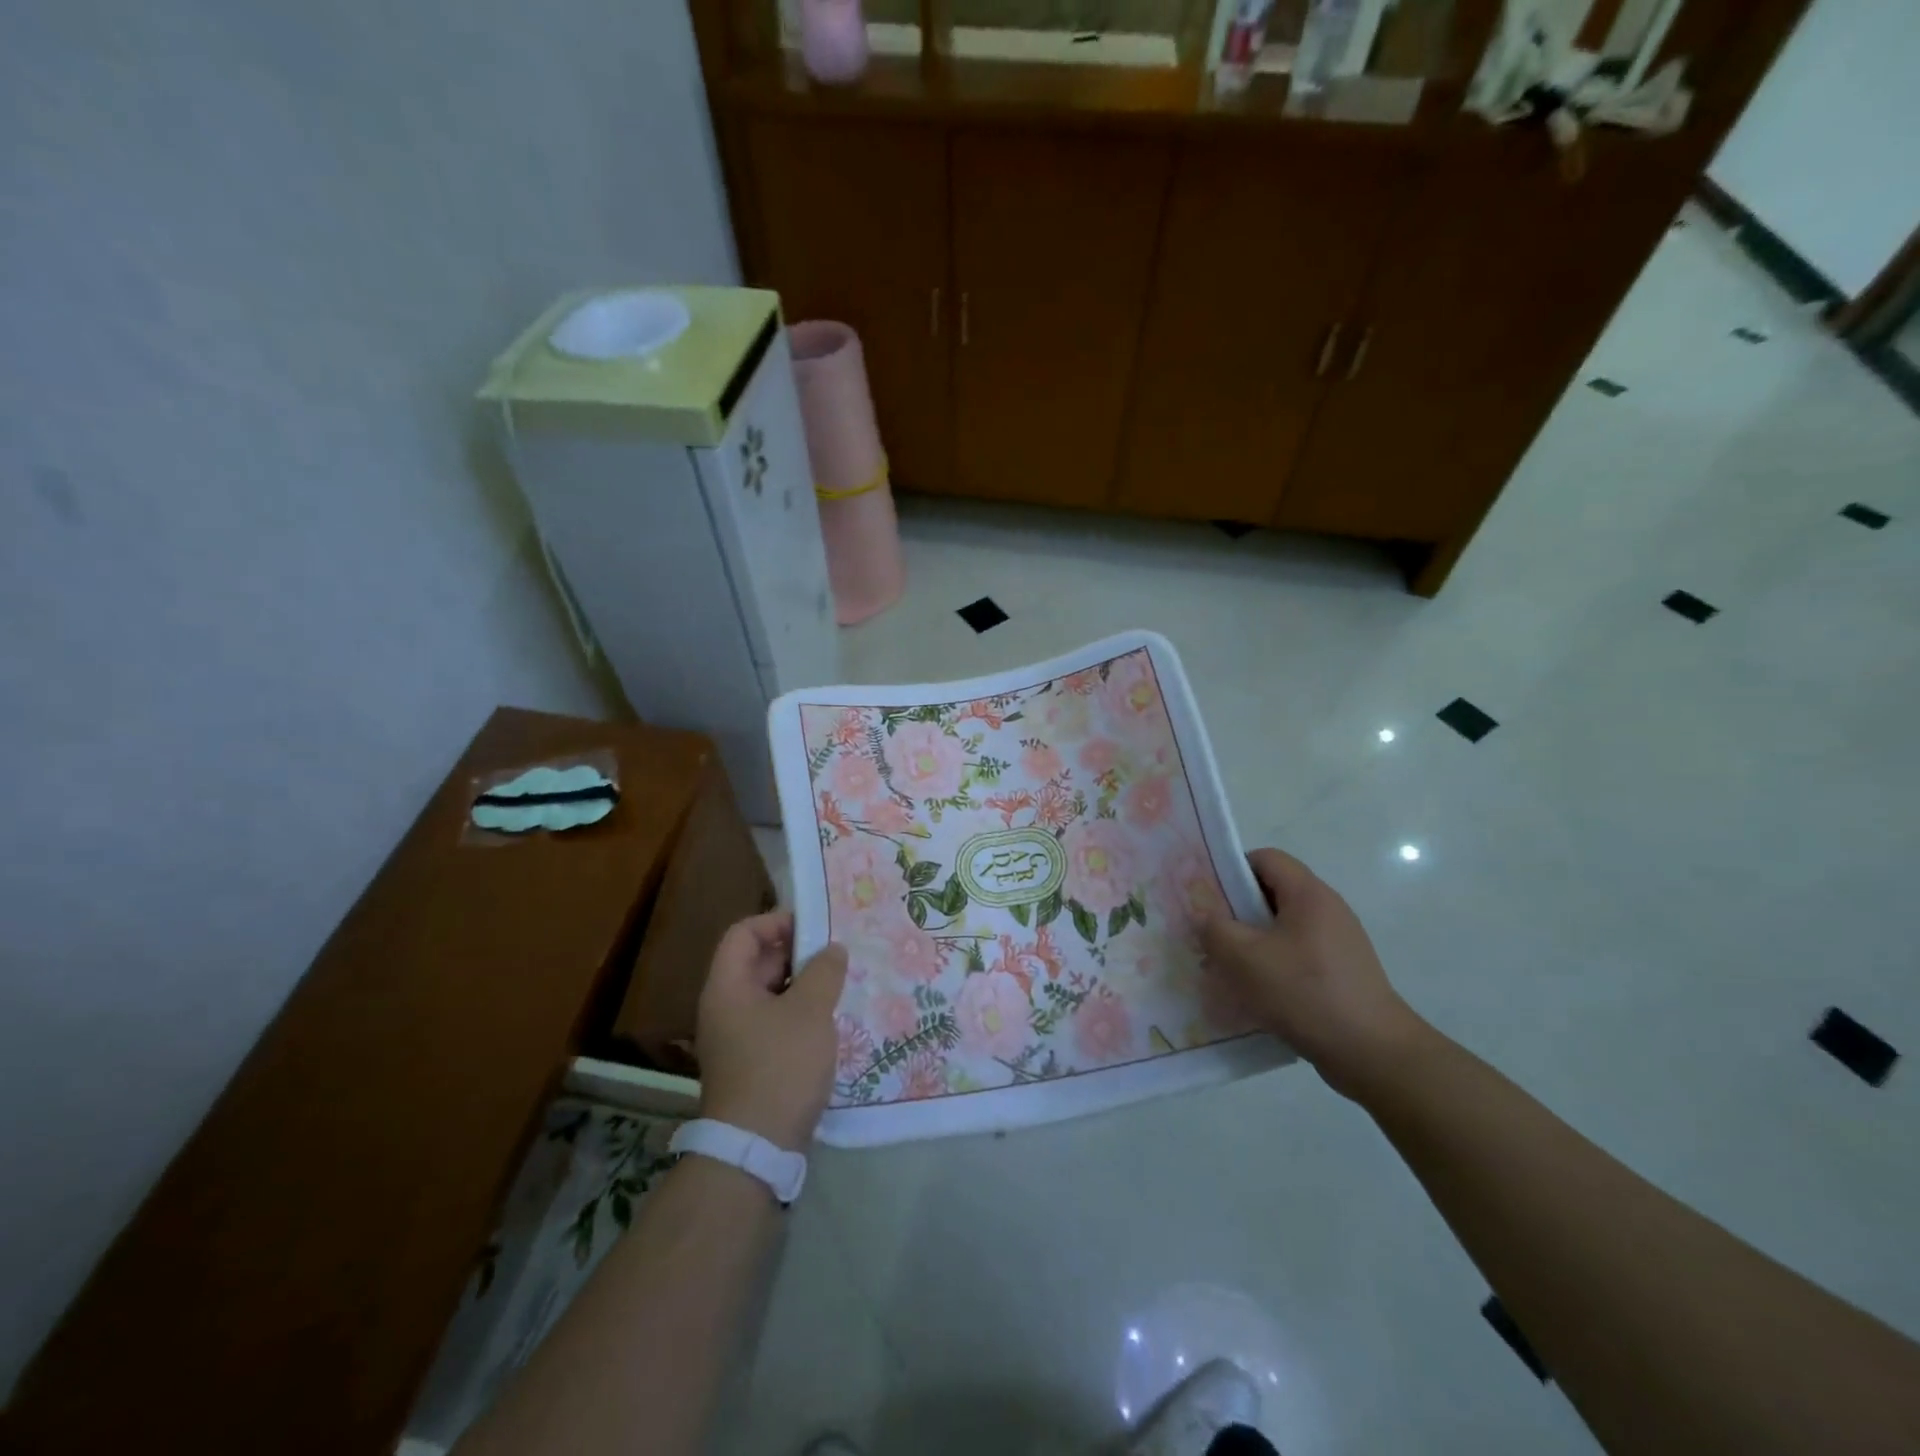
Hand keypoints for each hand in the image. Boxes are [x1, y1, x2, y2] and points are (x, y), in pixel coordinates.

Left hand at [695, 910, 849, 1151]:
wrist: (756, 1148)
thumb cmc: (780, 1066)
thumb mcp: (809, 1011)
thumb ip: (824, 972)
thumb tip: (833, 949)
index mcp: (727, 987)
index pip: (743, 934)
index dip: (776, 921)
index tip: (815, 927)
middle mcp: (725, 1007)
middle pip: (757, 962)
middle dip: (798, 953)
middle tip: (837, 953)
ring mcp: (737, 1037)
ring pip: (770, 994)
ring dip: (803, 985)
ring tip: (841, 982)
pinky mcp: (752, 1062)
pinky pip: (775, 1022)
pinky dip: (800, 1013)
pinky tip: (831, 1019)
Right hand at [1199, 848, 1429, 1099]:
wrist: (1373, 1052)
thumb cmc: (1305, 992)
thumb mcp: (1246, 958)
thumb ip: (1214, 929)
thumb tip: (1202, 914)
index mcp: (1308, 894)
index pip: (1265, 858)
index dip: (1232, 869)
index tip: (1208, 897)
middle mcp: (1327, 909)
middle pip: (1273, 892)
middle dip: (1237, 910)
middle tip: (1210, 934)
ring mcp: (1338, 942)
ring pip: (1283, 928)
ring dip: (1253, 942)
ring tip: (1228, 968)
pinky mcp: (1341, 972)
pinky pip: (1297, 955)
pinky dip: (1273, 965)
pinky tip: (1257, 993)